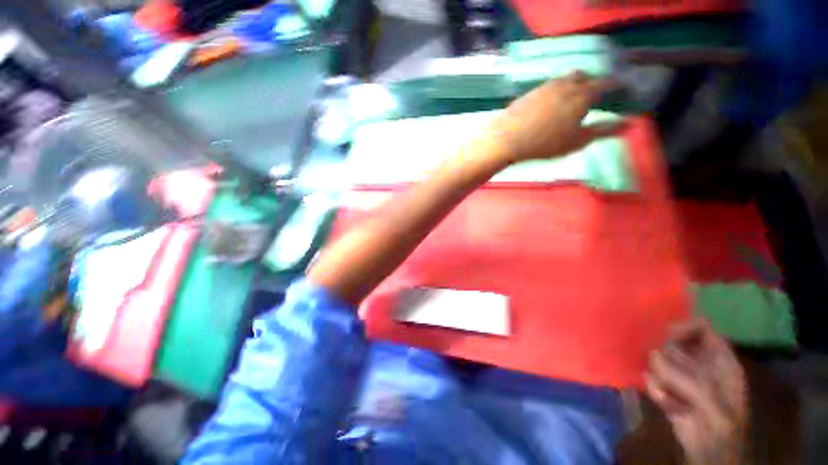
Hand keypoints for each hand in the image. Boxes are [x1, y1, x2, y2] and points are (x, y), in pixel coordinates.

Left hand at [487, 71, 620, 163]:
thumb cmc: (545, 143)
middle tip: (593, 94)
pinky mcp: (530, 92)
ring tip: (571, 97)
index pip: (605, 83)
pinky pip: (548, 86)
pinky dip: (555, 90)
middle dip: (592, 82)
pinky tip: (549, 102)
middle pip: (584, 76)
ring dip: (572, 84)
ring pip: (564, 79)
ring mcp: (545, 86)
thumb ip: (603, 131)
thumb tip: (629, 124)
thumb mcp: (576, 141)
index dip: (615, 85)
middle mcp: (565, 84)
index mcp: (582, 94)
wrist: (507, 139)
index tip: (619, 89)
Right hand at [646, 318, 747, 464]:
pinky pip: (652, 379)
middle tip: (666, 369)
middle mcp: (699, 362)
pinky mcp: (667, 387)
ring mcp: (682, 375)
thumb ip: (684, 375)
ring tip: (670, 392)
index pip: (701, 328)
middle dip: (667, 356)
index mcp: (719, 359)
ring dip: (661, 376)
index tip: (666, 334)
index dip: (684, 326)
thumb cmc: (719, 419)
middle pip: (675, 343)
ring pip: (659, 360)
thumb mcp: (709, 396)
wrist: (710, 448)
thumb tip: (652, 355)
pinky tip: (668, 403)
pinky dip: (657, 391)